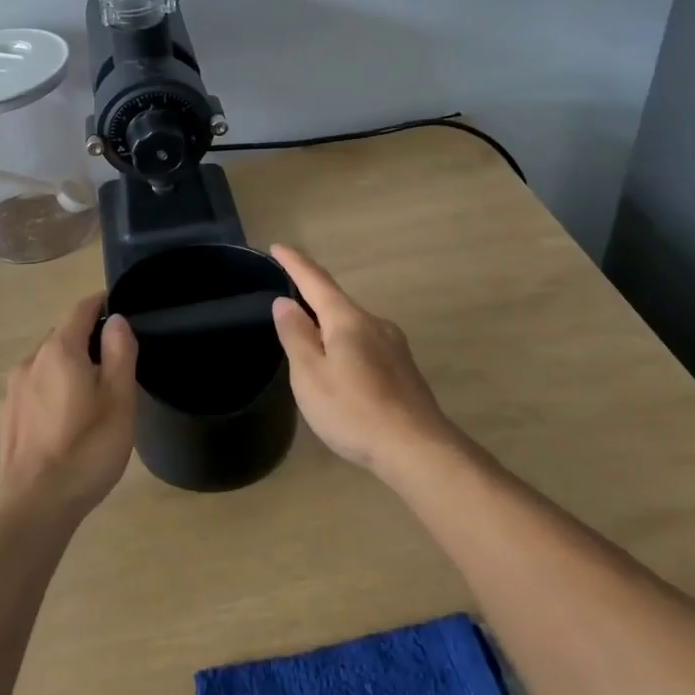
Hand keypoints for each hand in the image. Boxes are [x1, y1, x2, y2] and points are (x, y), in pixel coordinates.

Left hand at [0, 293, 138, 519]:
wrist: (34, 507)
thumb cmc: (86, 450)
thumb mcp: (119, 400)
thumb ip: (120, 353)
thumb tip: (117, 320)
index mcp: (60, 350)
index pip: (81, 310)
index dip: (101, 304)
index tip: (118, 307)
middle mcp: (30, 361)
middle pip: (62, 336)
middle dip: (87, 340)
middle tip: (114, 362)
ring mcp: (13, 390)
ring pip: (46, 364)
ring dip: (68, 368)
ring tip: (91, 395)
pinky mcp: (7, 417)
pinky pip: (34, 388)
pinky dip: (51, 390)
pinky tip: (64, 421)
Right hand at [269, 245, 458, 475]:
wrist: (417, 448)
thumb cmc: (353, 410)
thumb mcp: (310, 375)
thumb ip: (296, 335)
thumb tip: (285, 302)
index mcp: (348, 320)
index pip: (316, 281)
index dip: (295, 263)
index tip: (277, 247)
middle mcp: (374, 323)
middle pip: (336, 302)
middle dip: (311, 298)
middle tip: (286, 302)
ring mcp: (393, 345)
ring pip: (352, 326)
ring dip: (328, 327)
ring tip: (309, 344)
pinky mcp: (403, 368)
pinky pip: (365, 344)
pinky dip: (345, 346)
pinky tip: (340, 371)